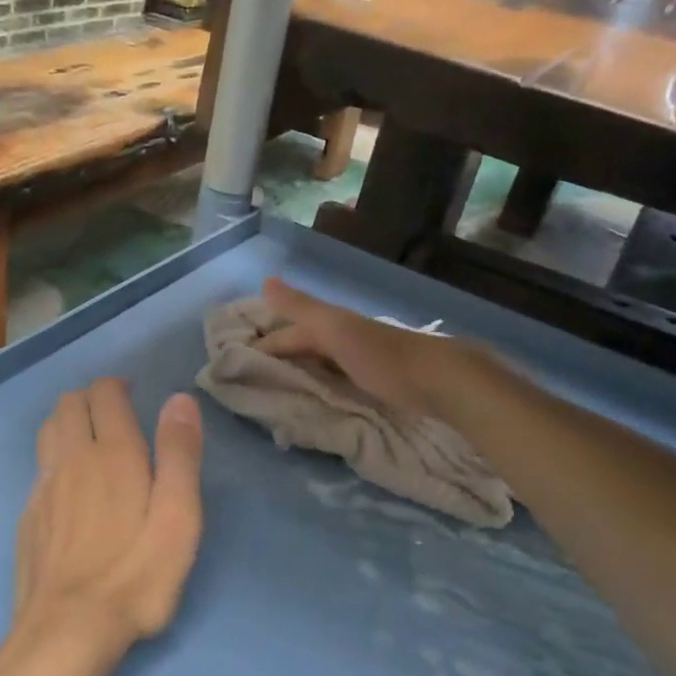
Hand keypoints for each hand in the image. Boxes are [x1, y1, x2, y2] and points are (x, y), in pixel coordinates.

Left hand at [15, 378, 204, 649]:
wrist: (67, 631)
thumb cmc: (135, 575)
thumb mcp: (178, 518)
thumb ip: (179, 455)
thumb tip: (179, 400)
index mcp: (113, 453)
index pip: (104, 394)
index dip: (118, 386)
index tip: (134, 396)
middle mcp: (71, 458)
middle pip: (69, 403)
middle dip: (91, 398)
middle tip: (116, 416)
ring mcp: (43, 487)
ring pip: (48, 430)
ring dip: (68, 422)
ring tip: (92, 440)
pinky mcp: (28, 516)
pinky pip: (39, 467)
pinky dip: (54, 457)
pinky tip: (69, 486)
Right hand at [258, 277, 452, 417]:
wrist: (441, 382)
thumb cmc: (383, 358)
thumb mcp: (336, 330)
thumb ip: (301, 308)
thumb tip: (265, 281)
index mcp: (331, 325)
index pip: (286, 336)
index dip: (261, 346)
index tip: (233, 366)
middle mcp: (343, 338)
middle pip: (302, 346)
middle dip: (277, 357)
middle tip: (248, 378)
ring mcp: (360, 360)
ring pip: (319, 362)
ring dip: (297, 371)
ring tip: (274, 390)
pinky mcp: (376, 382)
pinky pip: (335, 379)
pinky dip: (319, 383)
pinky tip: (315, 395)